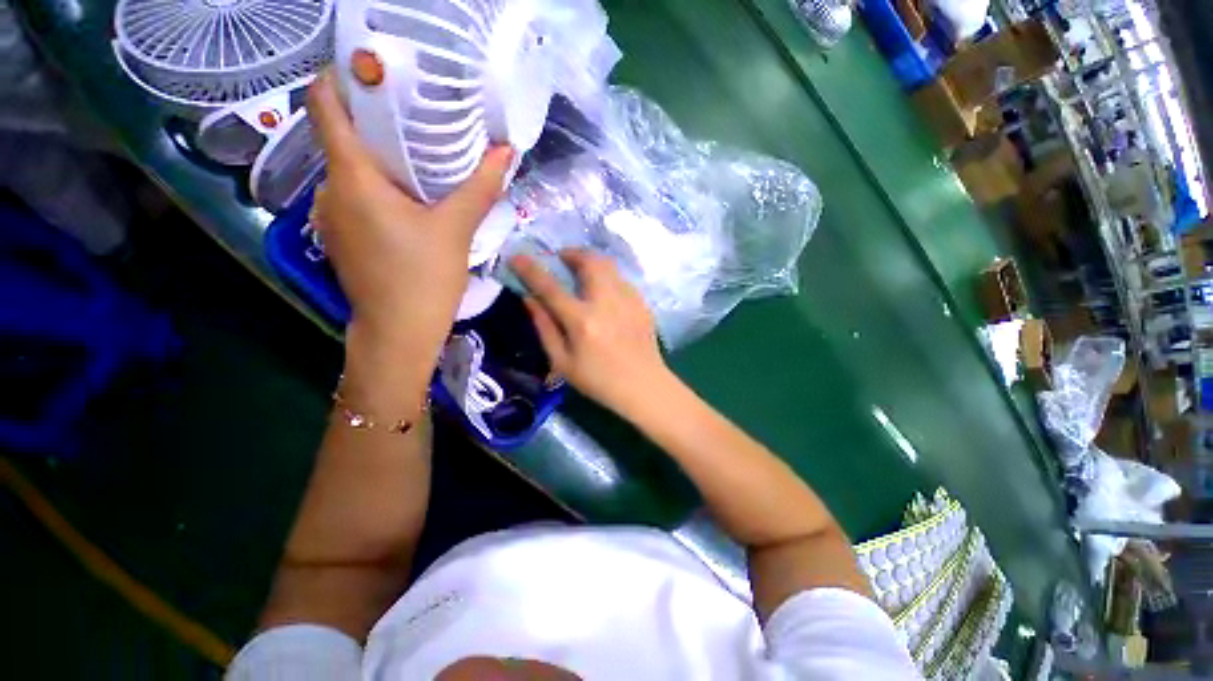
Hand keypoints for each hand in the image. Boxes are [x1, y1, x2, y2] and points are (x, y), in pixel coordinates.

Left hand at [307, 71, 512, 366]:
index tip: (379, 69)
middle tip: (420, 114)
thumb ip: (480, 187)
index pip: (324, 104)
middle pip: (343, 135)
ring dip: (382, 157)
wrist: (399, 332)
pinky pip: (356, 195)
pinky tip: (411, 198)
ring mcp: (331, 215)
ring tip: (421, 156)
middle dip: (377, 119)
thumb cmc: (424, 278)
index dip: (343, 76)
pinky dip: (379, 186)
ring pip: (352, 169)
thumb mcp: (456, 229)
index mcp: (351, 178)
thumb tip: (506, 152)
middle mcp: (330, 189)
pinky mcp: (343, 236)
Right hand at [512, 250, 672, 414]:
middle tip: (562, 259)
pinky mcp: (642, 303)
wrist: (644, 386)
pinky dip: (607, 276)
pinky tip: (603, 292)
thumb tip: (529, 298)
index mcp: (582, 321)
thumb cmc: (599, 380)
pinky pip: (621, 279)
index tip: (517, 257)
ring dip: (590, 261)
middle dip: (571, 253)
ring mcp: (628, 300)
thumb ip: (545, 327)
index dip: (531, 269)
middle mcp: (606, 303)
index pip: (550, 287)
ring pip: (608, 265)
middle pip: (589, 261)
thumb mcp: (562, 362)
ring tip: (581, 271)